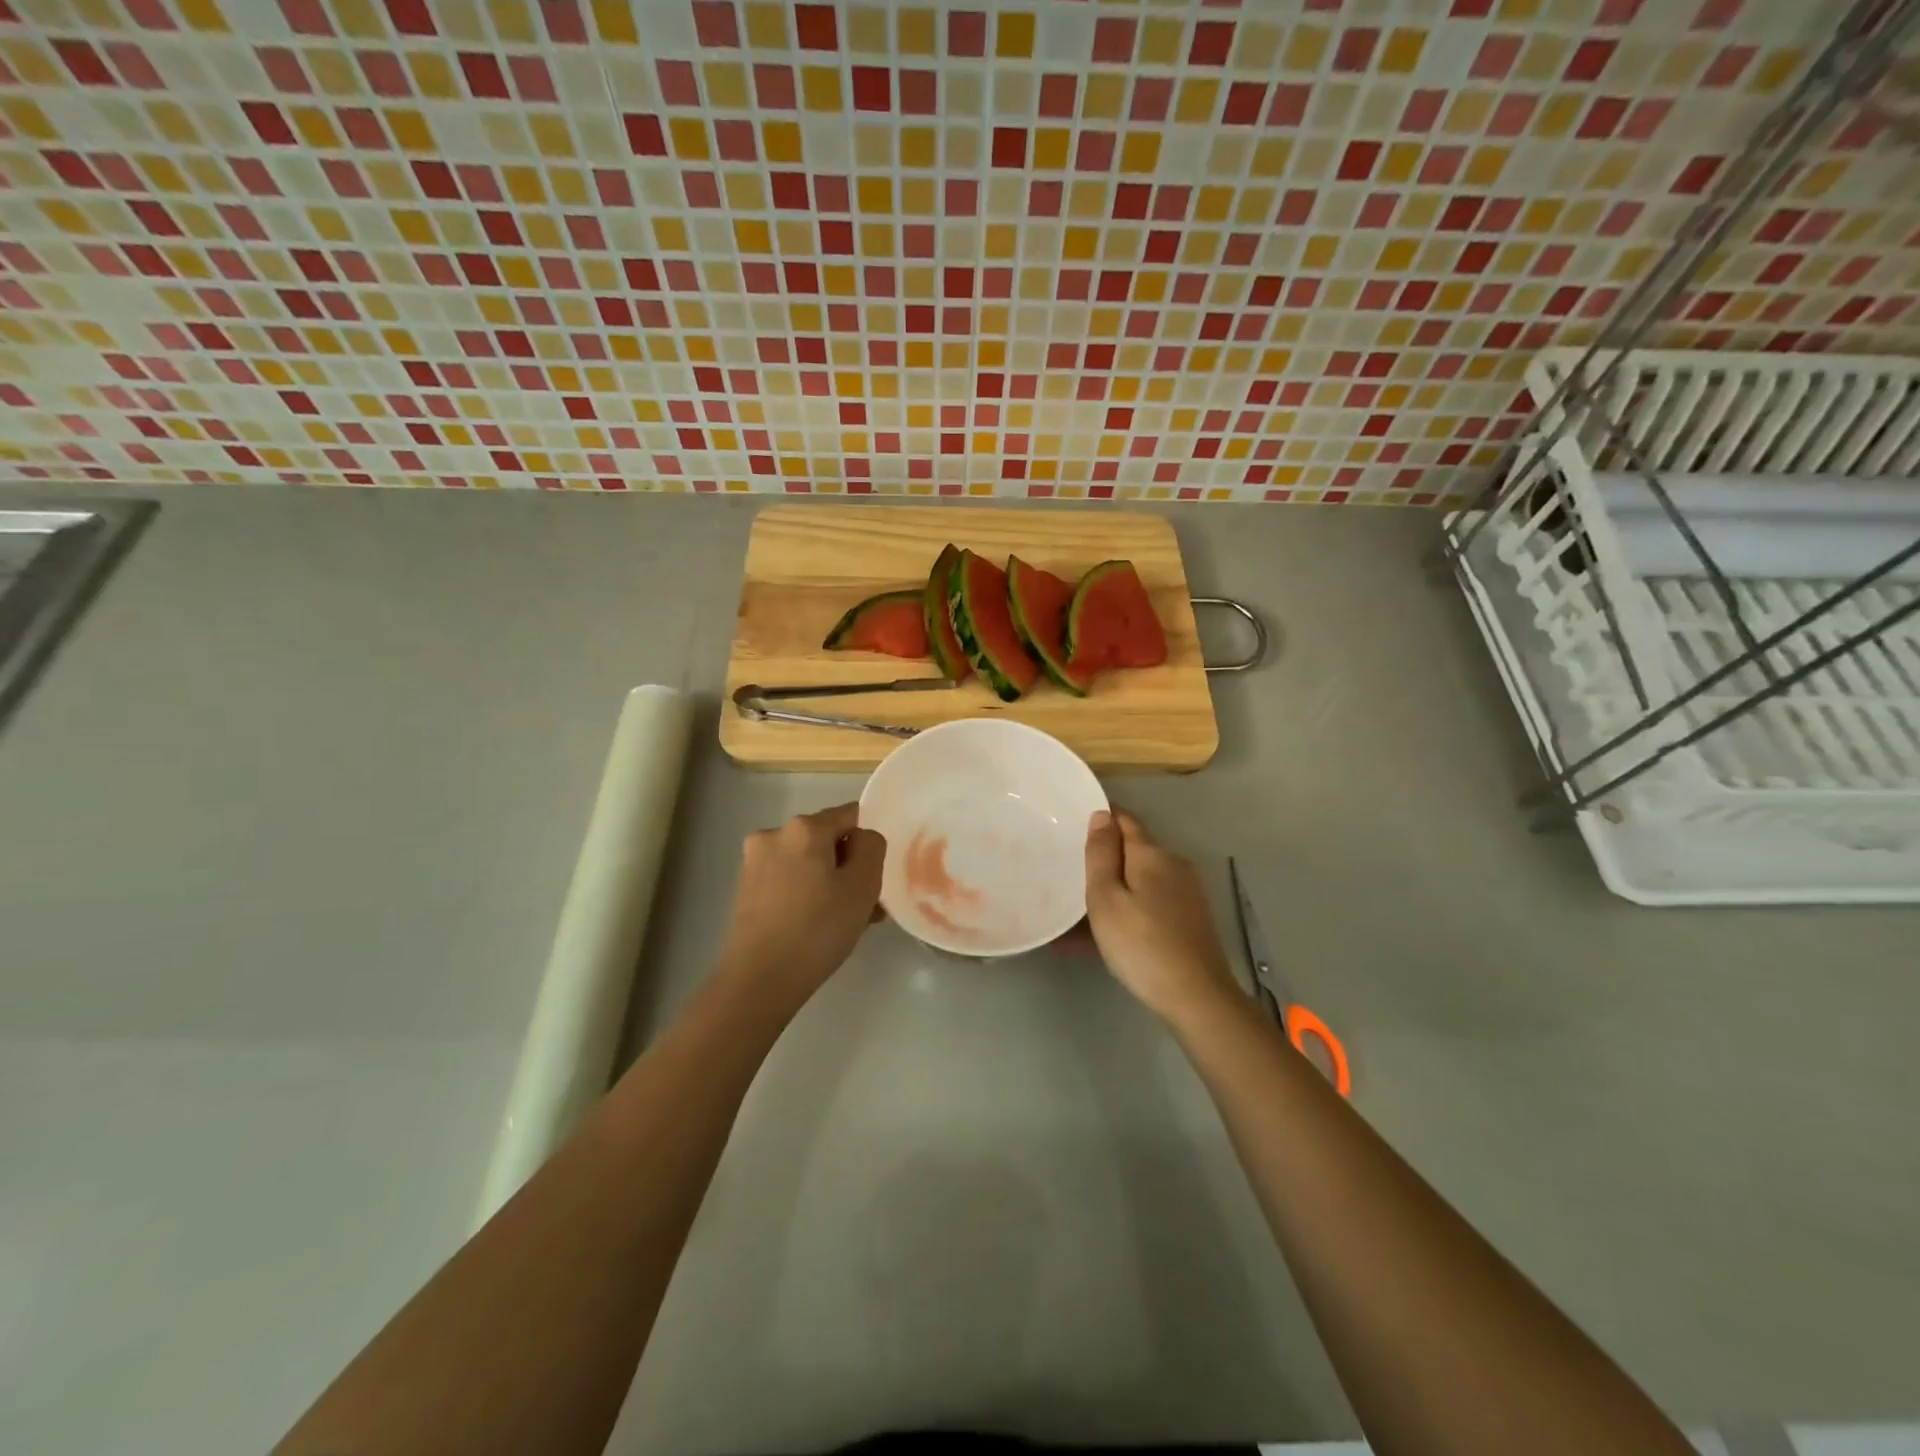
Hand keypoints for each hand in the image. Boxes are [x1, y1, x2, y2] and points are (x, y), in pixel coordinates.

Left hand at [716, 803, 885, 1013]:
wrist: (759, 980)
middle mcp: (774, 834)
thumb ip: (871, 847)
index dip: (868, 843)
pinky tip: (818, 926)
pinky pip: (788, 879)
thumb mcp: (863, 885)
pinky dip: (807, 894)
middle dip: (848, 866)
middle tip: (866, 905)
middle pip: (827, 839)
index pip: (851, 815)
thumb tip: (861, 838)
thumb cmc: (818, 929)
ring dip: (829, 882)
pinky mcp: (746, 888)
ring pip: (808, 862)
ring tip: (845, 922)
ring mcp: (755, 861)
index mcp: (804, 827)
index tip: (875, 877)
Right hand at [1084, 809, 1240, 1021]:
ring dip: (1112, 892)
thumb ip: (1101, 855)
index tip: (1073, 824)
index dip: (1101, 818)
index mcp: (1152, 854)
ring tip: (1077, 915)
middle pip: (1133, 852)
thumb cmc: (1141, 944)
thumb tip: (1102, 814)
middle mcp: (1174, 866)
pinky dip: (1127, 912)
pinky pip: (1150, 905)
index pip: (1124, 821)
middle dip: (1104, 860)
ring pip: (1140, 882)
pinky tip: (1103, 938)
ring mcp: (1186, 894)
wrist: (1197, 997)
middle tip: (1069, 872)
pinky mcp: (1191, 920)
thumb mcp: (1106, 899)